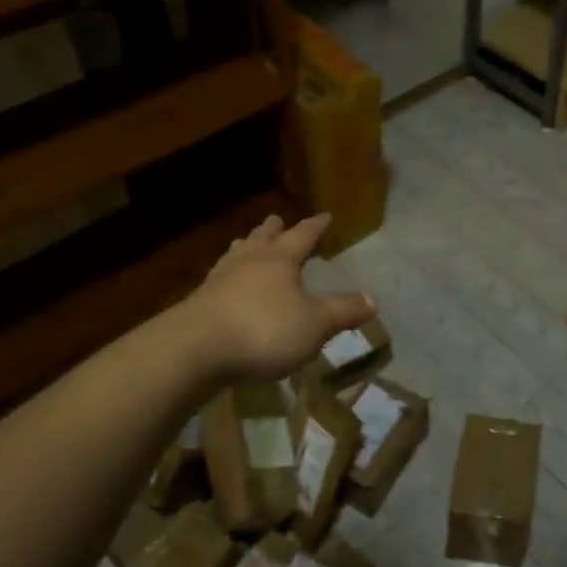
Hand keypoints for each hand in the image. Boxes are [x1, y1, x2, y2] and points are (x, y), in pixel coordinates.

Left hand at [186, 213, 376, 382]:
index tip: (325, 215)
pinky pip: (219, 280)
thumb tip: (373, 299)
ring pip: (236, 254)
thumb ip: (342, 311)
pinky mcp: (198, 303)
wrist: (194, 351)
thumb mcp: (314, 324)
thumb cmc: (263, 329)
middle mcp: (248, 261)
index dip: (316, 226)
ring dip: (246, 247)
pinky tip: (226, 286)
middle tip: (277, 221)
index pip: (303, 235)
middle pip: (262, 238)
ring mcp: (219, 280)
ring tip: (247, 243)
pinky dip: (229, 277)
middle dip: (273, 230)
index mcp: (279, 259)